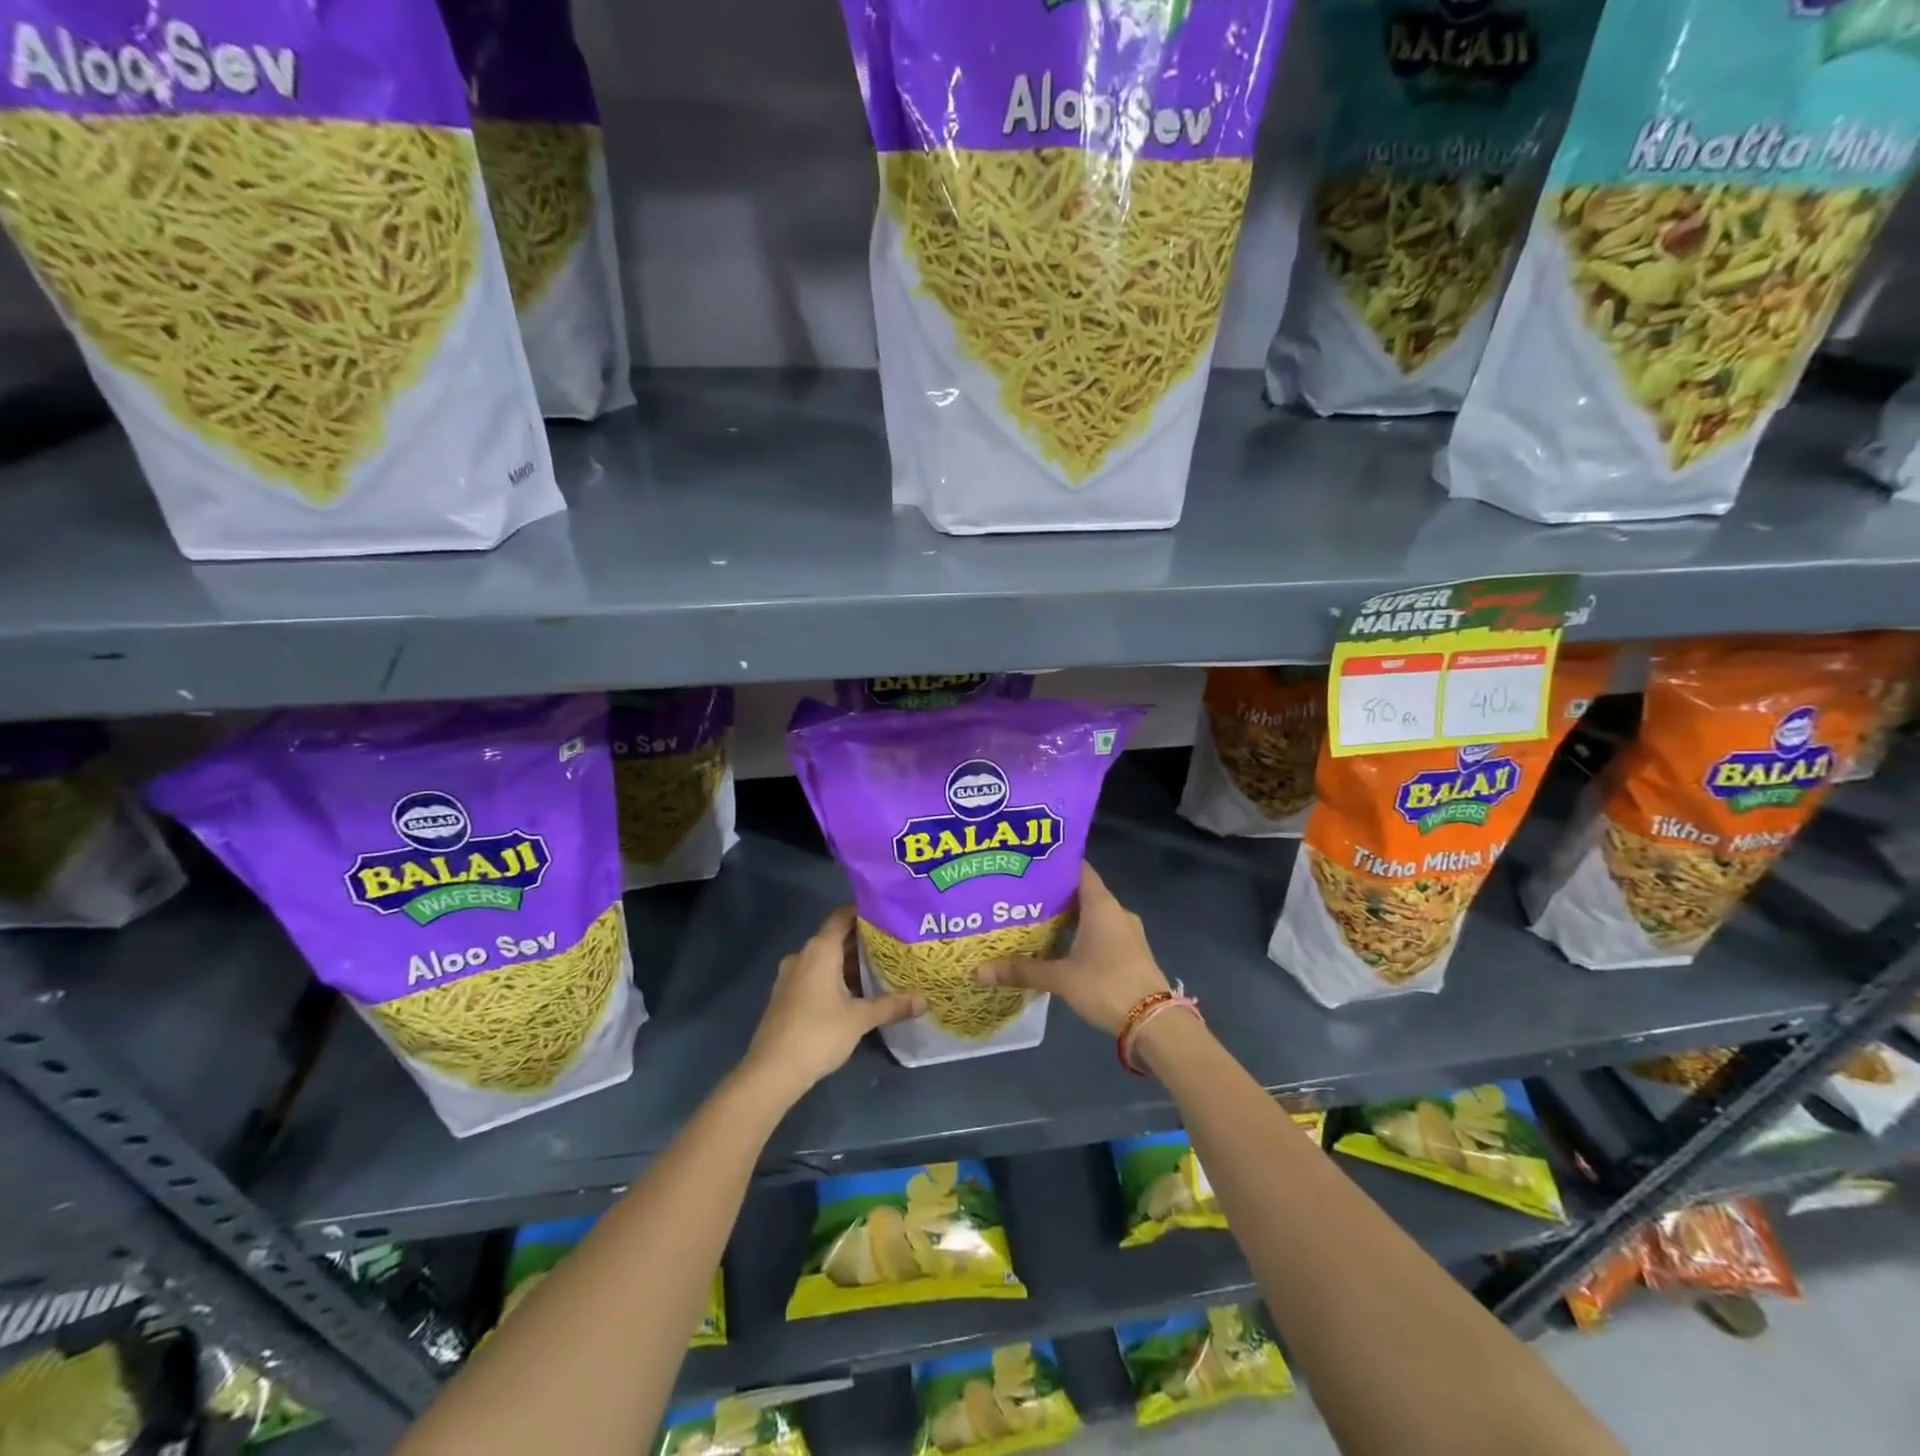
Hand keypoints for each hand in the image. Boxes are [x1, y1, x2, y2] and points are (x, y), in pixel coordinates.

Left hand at [743, 907, 923, 1099]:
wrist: (773, 1070)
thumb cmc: (819, 1033)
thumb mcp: (860, 1018)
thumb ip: (892, 1005)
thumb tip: (924, 1000)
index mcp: (820, 950)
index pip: (842, 916)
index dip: (864, 913)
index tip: (889, 915)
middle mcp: (803, 956)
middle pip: (835, 938)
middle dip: (862, 941)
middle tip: (893, 943)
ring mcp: (791, 976)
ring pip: (825, 959)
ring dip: (849, 963)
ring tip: (880, 967)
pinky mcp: (786, 996)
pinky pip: (815, 976)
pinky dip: (835, 978)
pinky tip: (855, 993)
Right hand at [975, 863, 1169, 1035]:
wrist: (1155, 1022)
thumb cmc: (1107, 986)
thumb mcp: (1061, 978)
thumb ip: (1022, 971)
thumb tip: (980, 971)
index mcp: (1101, 904)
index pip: (1078, 869)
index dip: (1054, 864)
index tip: (1028, 863)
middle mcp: (1116, 911)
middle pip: (1081, 892)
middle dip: (1053, 894)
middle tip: (1020, 895)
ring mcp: (1126, 932)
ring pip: (1091, 914)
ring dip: (1067, 917)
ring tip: (1034, 920)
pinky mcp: (1130, 951)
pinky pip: (1101, 932)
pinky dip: (1080, 934)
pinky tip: (1059, 947)